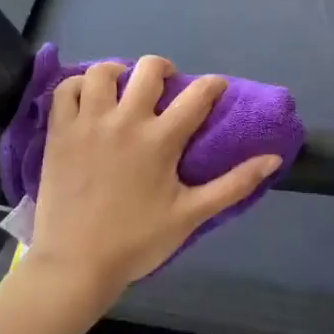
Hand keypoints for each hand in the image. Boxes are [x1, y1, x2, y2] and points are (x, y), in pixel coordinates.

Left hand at [27, 56, 283, 313]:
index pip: (198, 94)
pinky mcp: (59, 132)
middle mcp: (126, 121)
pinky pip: (66, 89)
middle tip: (166, 88)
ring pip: (104, 71)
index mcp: (161, 140)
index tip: (217, 89)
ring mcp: (88, 123)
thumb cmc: (137, 241)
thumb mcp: (192, 215)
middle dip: (165, 69)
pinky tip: (90, 99)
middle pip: (149, 69)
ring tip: (124, 89)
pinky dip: (79, 85)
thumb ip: (234, 184)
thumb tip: (273, 159)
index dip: (214, 85)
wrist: (76, 264)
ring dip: (120, 72)